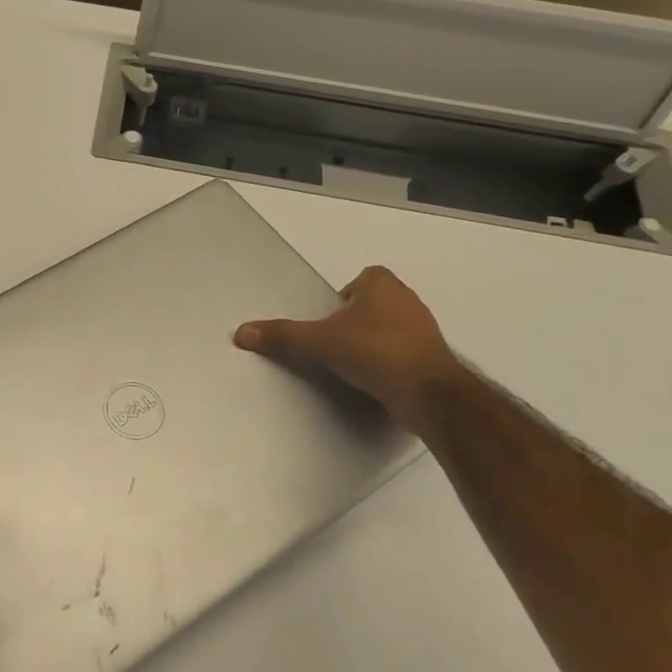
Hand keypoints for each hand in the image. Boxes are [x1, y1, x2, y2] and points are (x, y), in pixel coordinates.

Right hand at [234, 265, 463, 436]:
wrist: (428, 392)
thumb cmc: (374, 352)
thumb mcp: (319, 342)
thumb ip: (282, 336)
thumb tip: (241, 332)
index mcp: (383, 285)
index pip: (363, 278)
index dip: (345, 295)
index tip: (329, 318)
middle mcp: (407, 300)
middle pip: (374, 303)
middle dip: (355, 319)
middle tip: (333, 341)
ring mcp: (424, 330)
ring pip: (390, 327)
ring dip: (372, 341)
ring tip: (350, 362)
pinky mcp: (431, 358)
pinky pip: (402, 352)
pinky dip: (388, 361)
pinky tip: (372, 379)